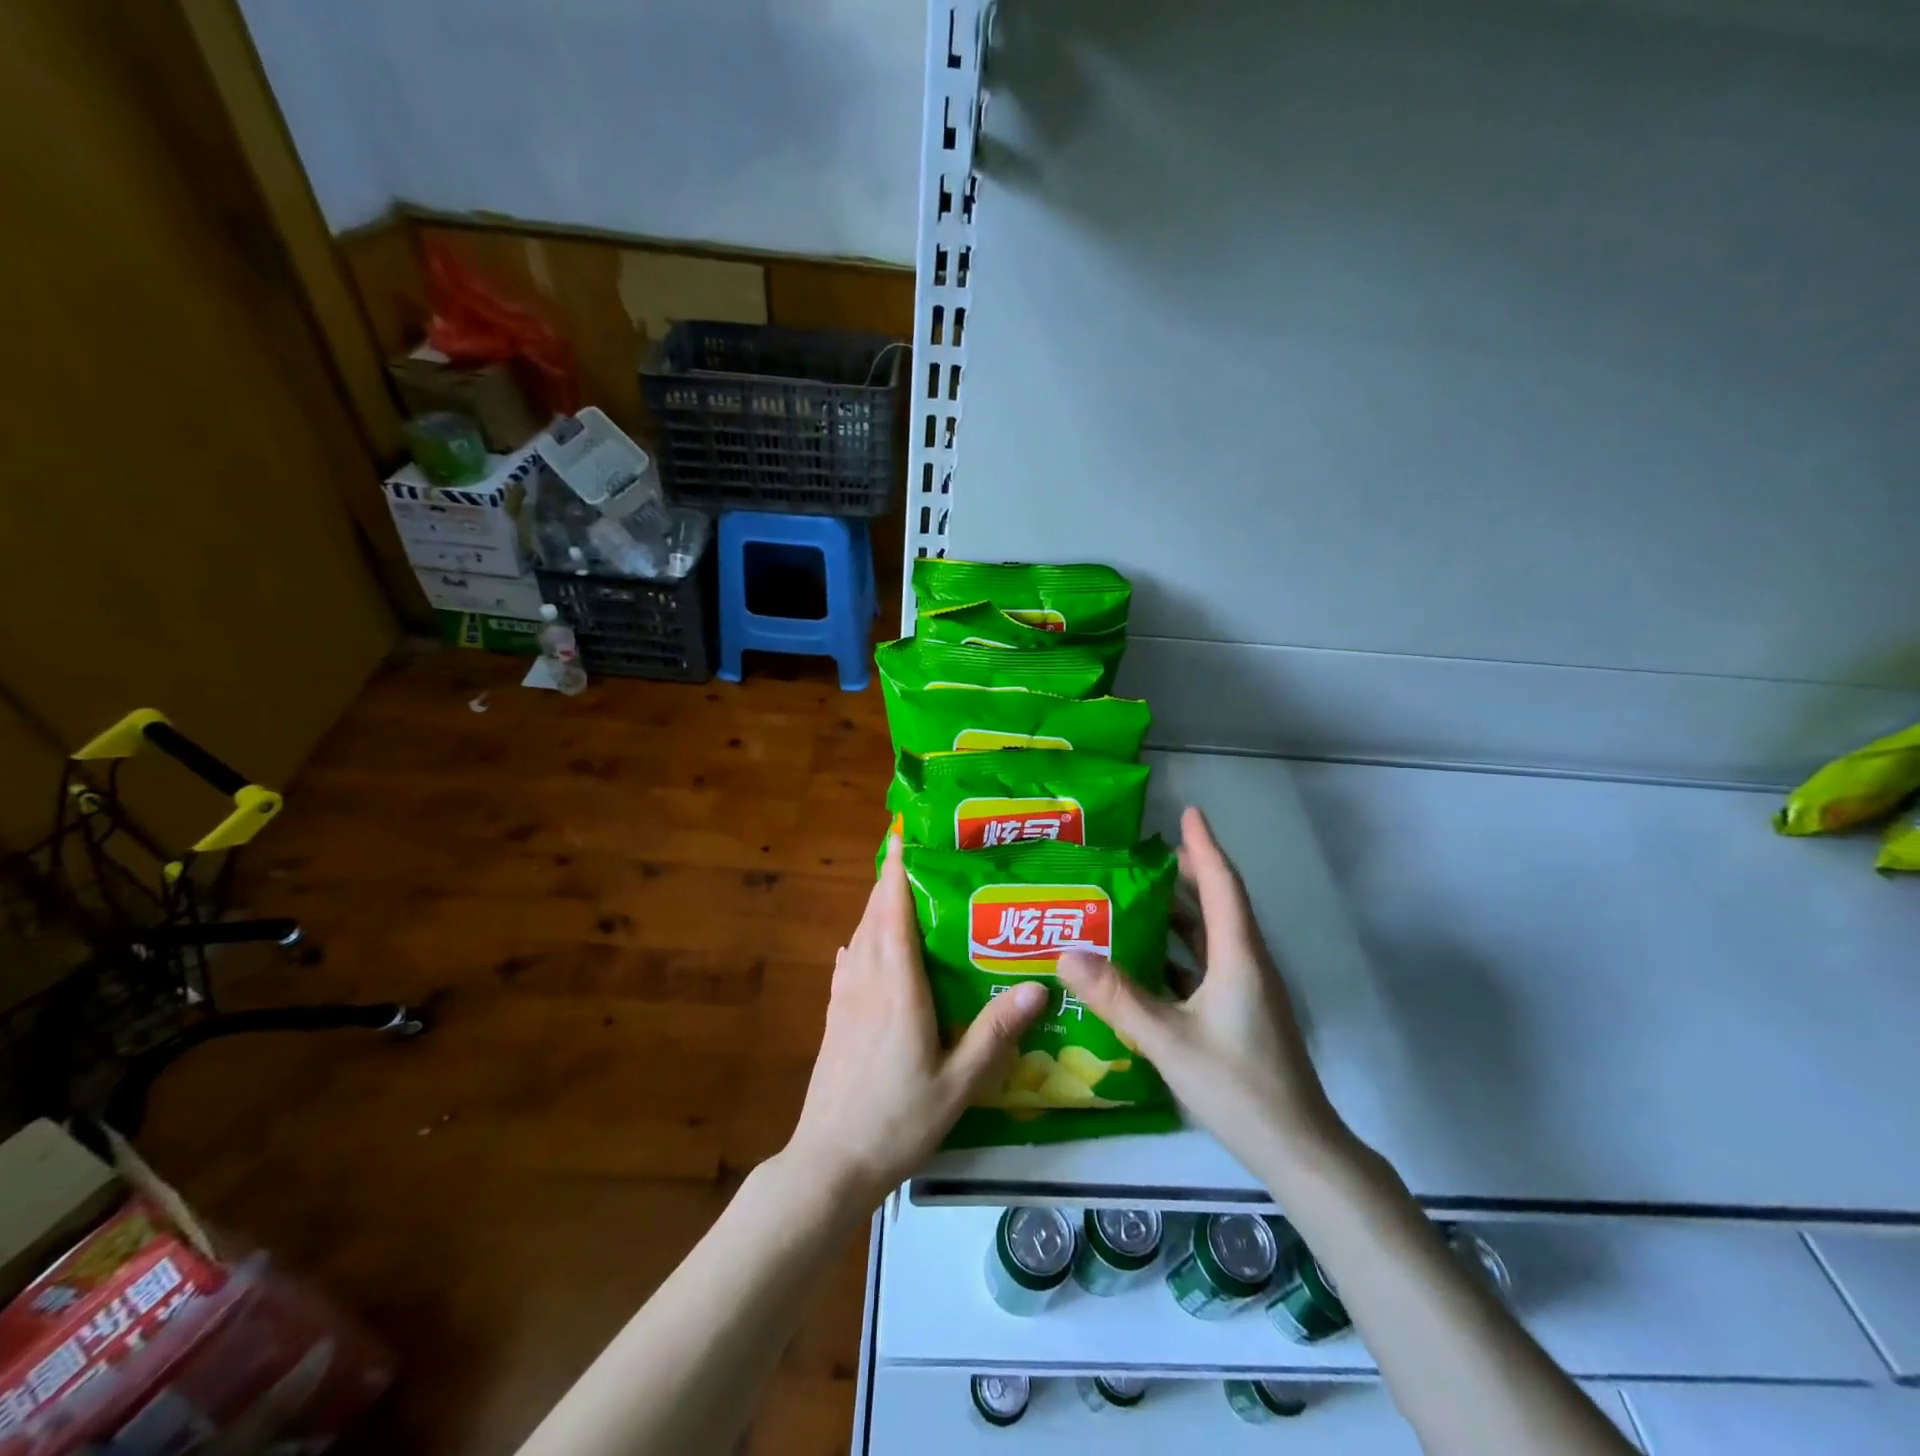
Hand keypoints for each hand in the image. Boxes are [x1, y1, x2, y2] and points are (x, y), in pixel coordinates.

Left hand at [785, 835, 1047, 1207]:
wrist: (830, 1163)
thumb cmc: (897, 1121)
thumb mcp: (958, 1084)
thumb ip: (995, 1034)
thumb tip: (1038, 986)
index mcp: (896, 988)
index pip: (892, 913)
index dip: (896, 871)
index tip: (903, 836)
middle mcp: (866, 981)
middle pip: (873, 915)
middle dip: (889, 880)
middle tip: (916, 856)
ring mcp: (845, 999)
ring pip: (858, 936)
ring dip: (875, 907)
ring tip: (899, 892)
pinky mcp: (834, 1018)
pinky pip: (849, 962)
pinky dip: (861, 940)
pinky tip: (866, 946)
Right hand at [1057, 806, 1348, 1178]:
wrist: (1298, 1150)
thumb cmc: (1239, 1087)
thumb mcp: (1170, 1041)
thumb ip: (1118, 997)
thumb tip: (1065, 953)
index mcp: (1238, 957)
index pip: (1222, 886)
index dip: (1204, 846)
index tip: (1187, 812)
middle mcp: (1246, 964)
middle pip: (1217, 905)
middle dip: (1186, 873)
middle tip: (1142, 854)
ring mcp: (1246, 991)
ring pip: (1211, 937)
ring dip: (1179, 913)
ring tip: (1134, 897)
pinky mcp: (1240, 1014)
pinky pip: (1205, 966)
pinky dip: (1177, 951)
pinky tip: (1144, 960)